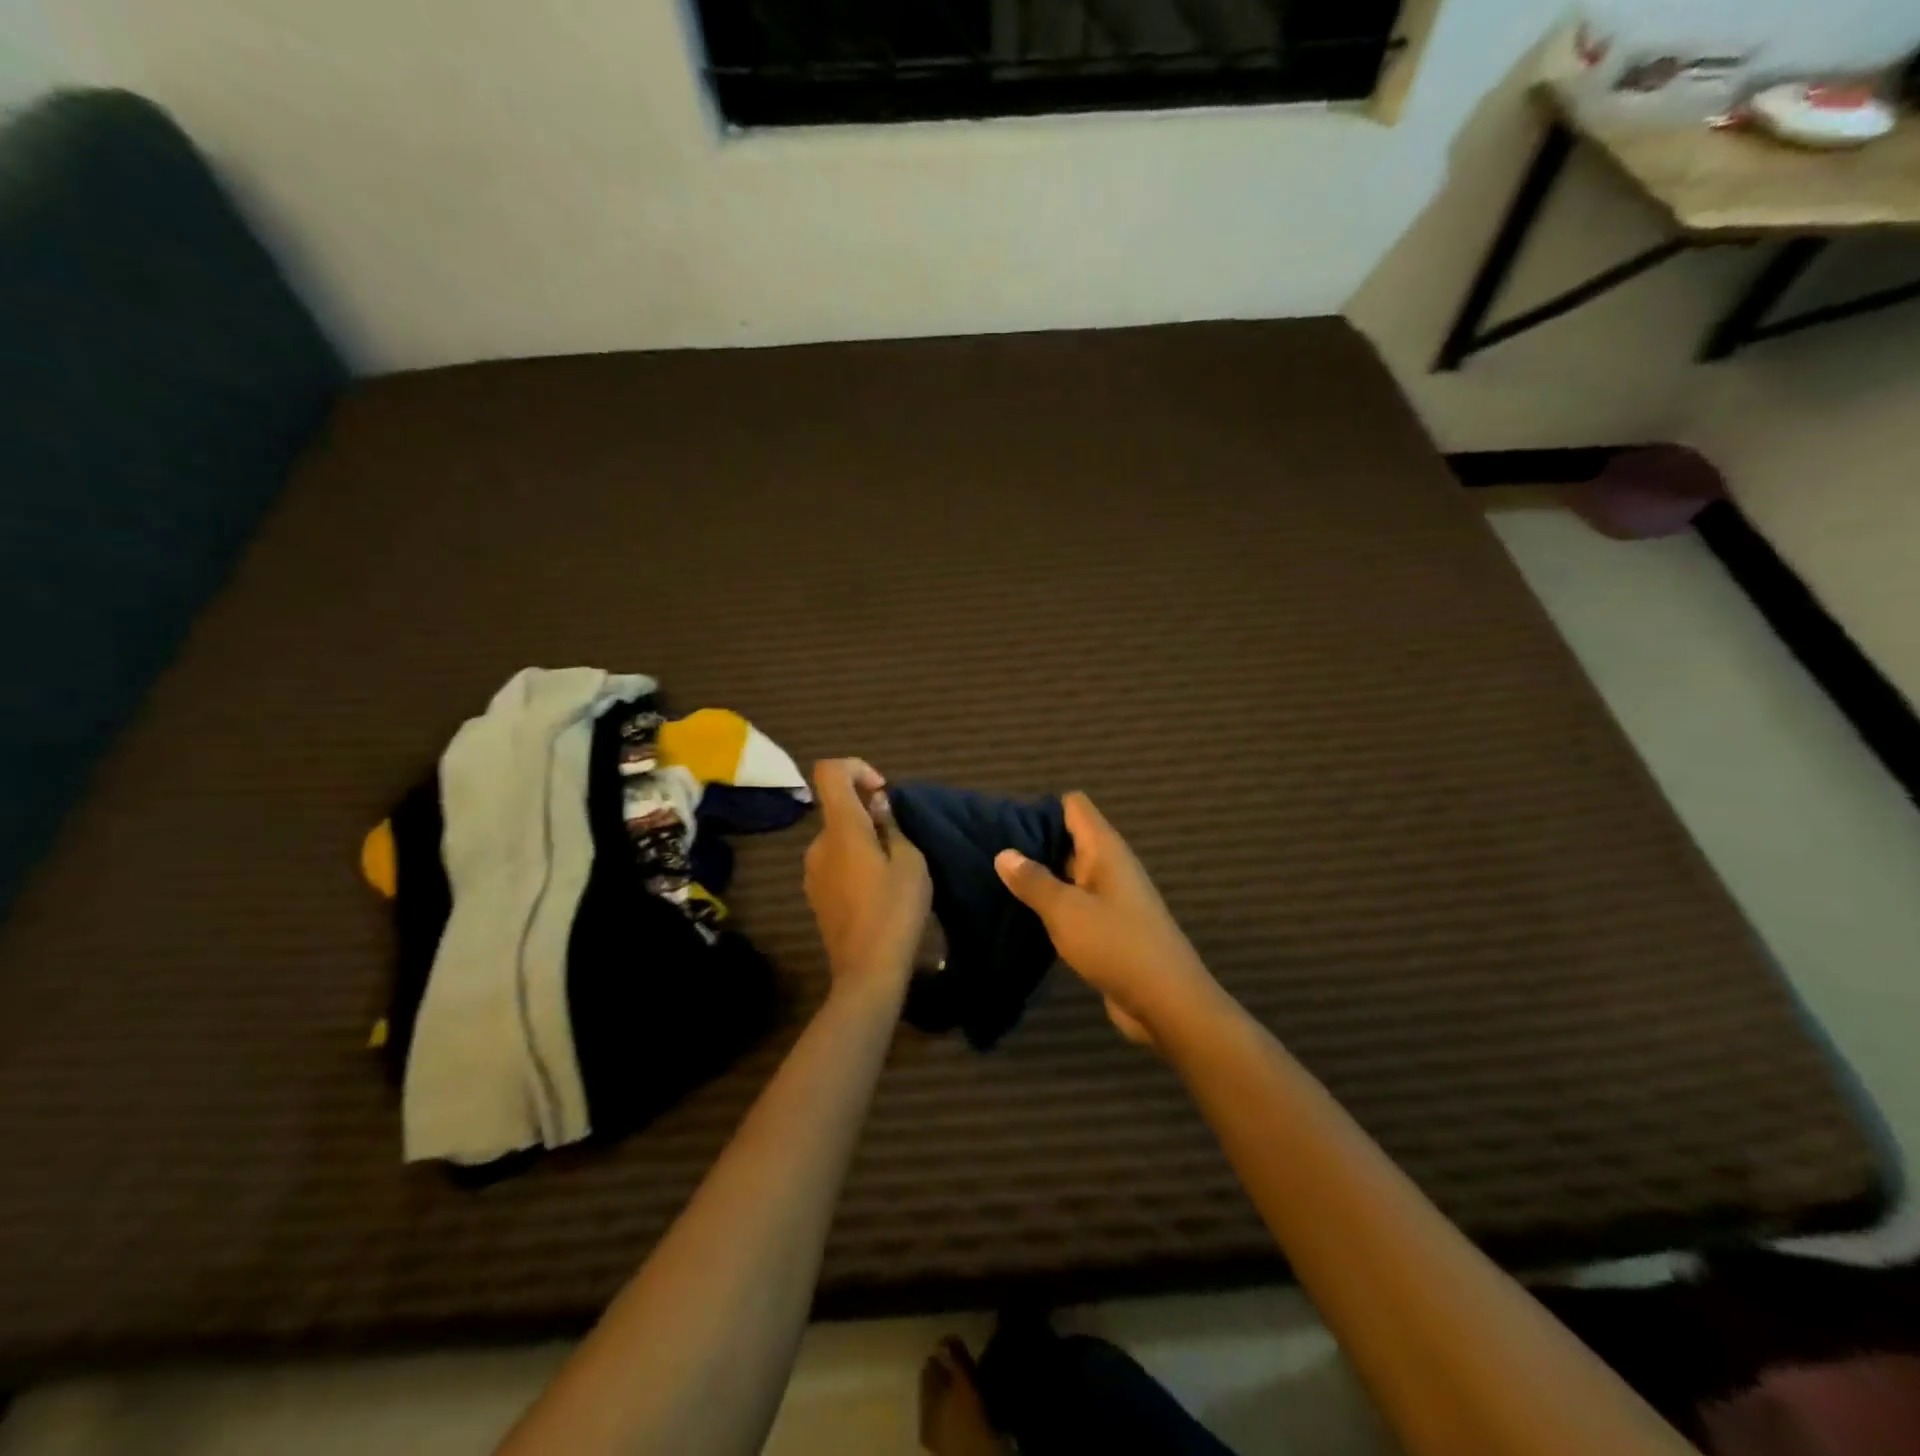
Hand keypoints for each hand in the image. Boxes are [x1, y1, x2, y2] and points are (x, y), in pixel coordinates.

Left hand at [804, 759, 930, 997]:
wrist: (867, 972)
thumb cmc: (895, 912)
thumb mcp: (910, 863)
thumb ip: (891, 827)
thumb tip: (876, 806)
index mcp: (841, 829)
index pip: (830, 772)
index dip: (856, 768)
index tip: (882, 792)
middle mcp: (818, 845)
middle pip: (837, 808)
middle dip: (868, 813)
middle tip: (900, 841)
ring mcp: (812, 872)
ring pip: (838, 838)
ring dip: (862, 840)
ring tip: (893, 869)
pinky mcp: (816, 895)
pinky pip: (834, 862)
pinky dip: (854, 862)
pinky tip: (878, 891)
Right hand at [995, 792, 1218, 1045]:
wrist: (1166, 1002)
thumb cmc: (1115, 944)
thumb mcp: (1066, 910)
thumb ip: (1033, 880)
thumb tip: (1004, 853)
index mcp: (1105, 849)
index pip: (1074, 806)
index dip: (1041, 807)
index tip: (1004, 822)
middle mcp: (1110, 865)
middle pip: (1069, 837)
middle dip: (1033, 842)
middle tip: (989, 851)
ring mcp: (1111, 896)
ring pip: (1069, 872)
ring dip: (1040, 876)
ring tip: (997, 881)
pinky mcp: (1109, 925)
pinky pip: (1075, 902)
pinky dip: (1052, 904)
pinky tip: (1023, 914)